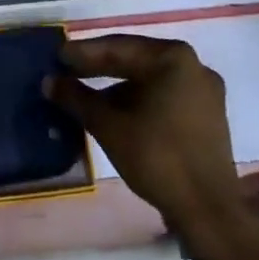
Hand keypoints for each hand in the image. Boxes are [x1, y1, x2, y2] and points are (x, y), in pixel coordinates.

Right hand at [50, 36, 248, 238]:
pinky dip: (138, 101)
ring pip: (150, 81)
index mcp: (173, 58)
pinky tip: (115, 113)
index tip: (58, 56)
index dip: (84, 53)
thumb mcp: (109, 125)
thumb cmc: (157, 157)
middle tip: (67, 71)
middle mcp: (194, 66)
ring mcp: (205, 92)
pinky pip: (165, 97)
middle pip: (136, 61)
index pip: (118, 47)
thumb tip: (49, 81)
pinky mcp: (208, 117)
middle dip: (99, 68)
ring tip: (86, 95)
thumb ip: (77, 98)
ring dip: (117, 87)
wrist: (208, 212)